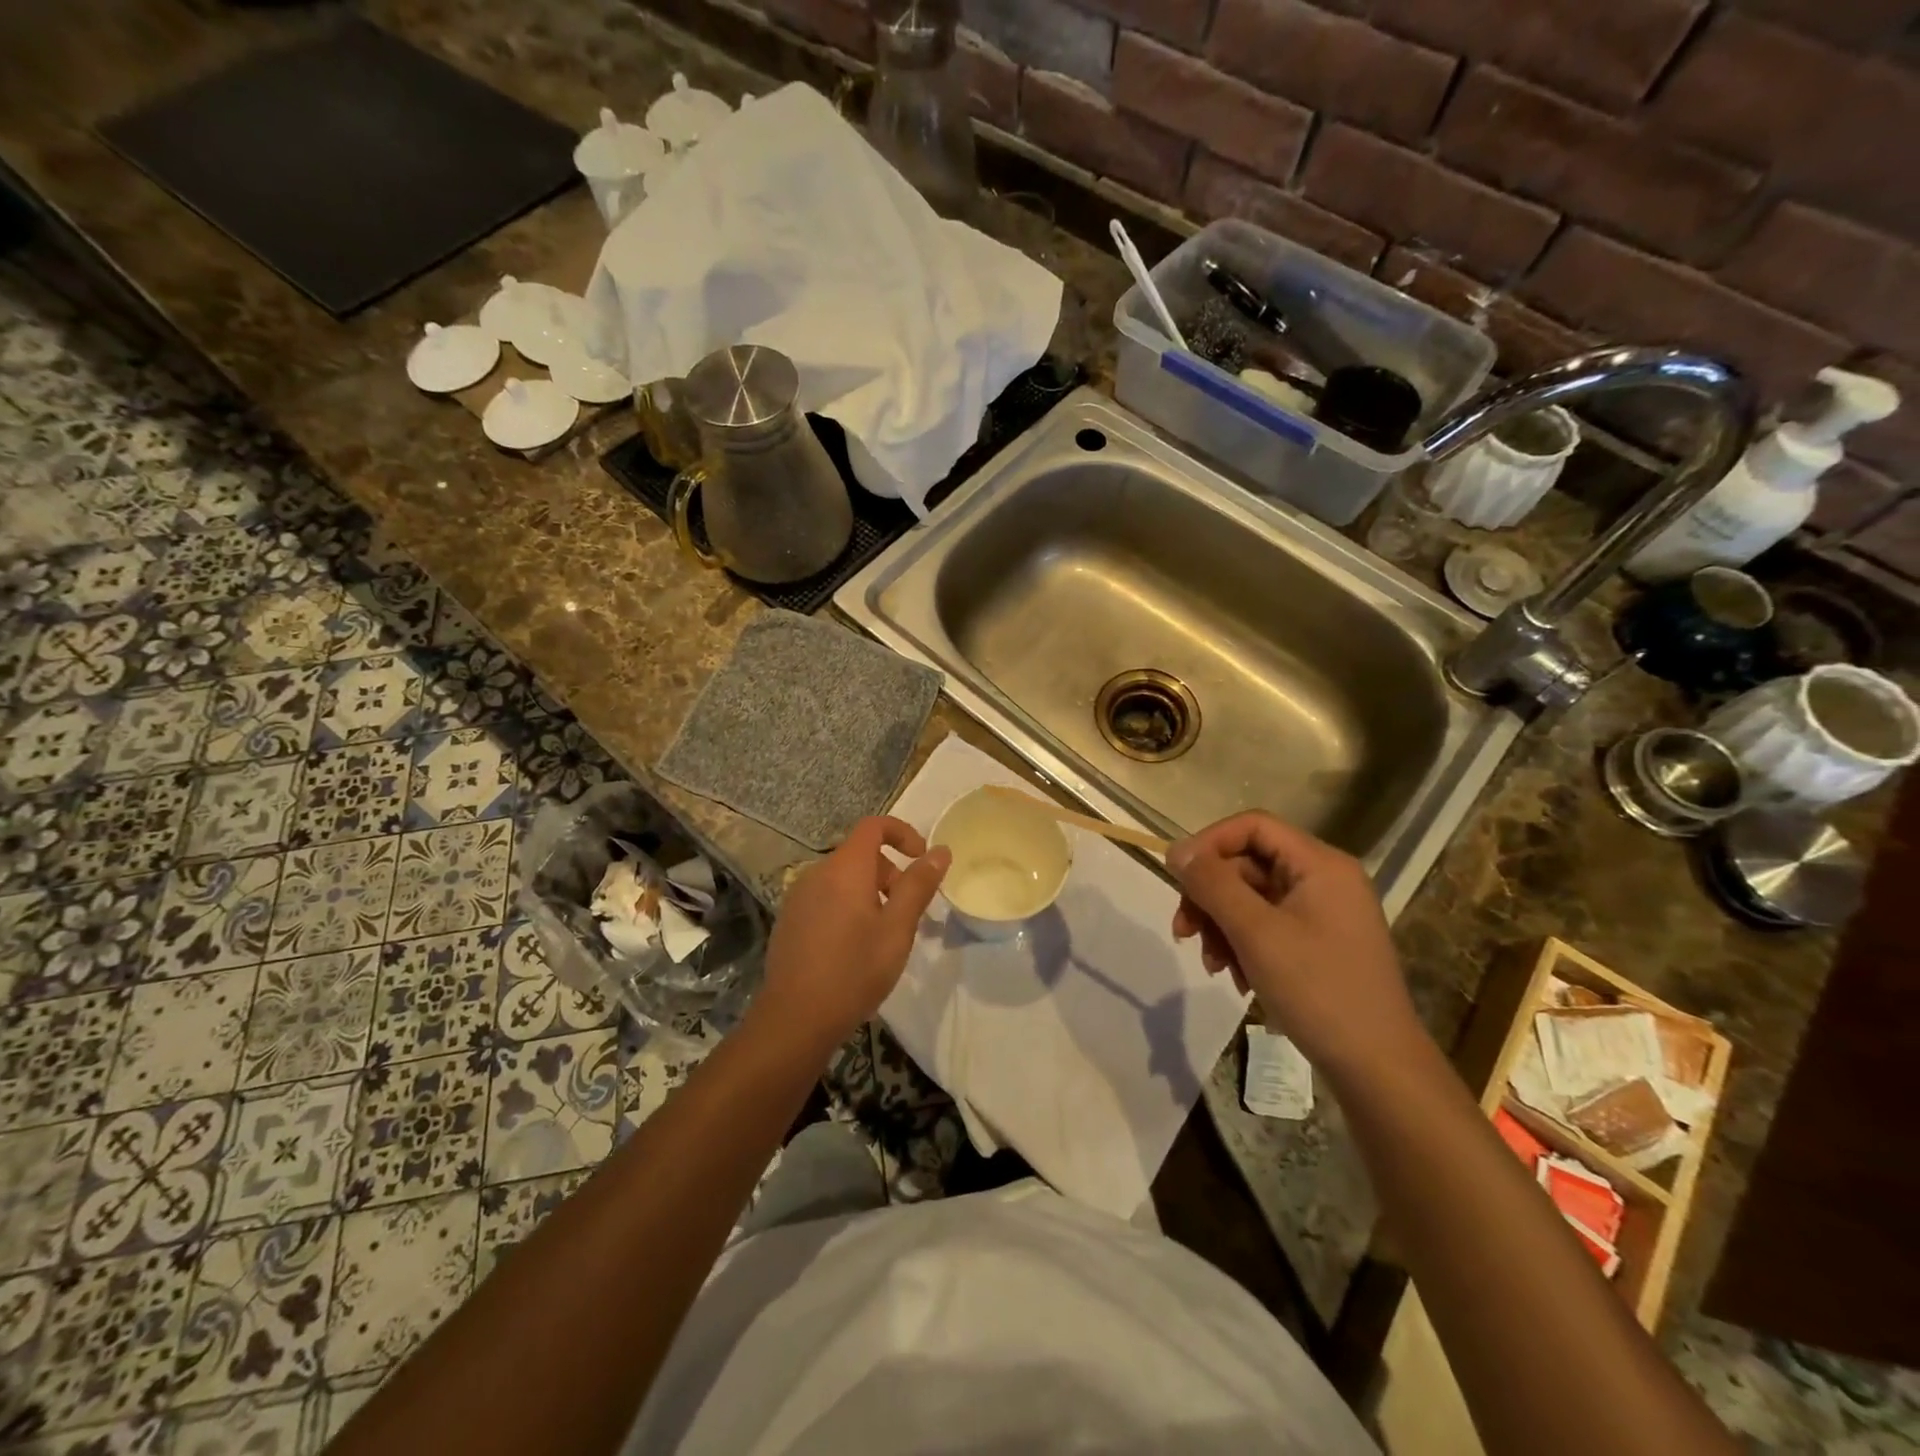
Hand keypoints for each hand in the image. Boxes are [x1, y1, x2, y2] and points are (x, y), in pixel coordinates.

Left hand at [757, 816, 949, 1049]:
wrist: (794, 1019)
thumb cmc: (854, 971)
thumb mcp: (897, 929)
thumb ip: (919, 885)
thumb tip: (940, 850)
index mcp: (844, 869)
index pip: (874, 826)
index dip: (903, 833)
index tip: (922, 859)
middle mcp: (817, 873)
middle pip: (860, 854)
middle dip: (890, 872)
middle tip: (907, 912)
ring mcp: (798, 897)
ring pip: (843, 878)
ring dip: (870, 892)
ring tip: (884, 934)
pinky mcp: (790, 920)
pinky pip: (826, 897)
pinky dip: (848, 906)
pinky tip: (854, 948)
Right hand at [1166, 812, 1424, 1078]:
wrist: (1378, 1068)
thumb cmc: (1318, 990)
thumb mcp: (1255, 933)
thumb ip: (1213, 884)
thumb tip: (1176, 850)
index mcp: (1319, 864)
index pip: (1252, 826)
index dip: (1208, 844)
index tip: (1176, 876)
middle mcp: (1324, 879)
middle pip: (1247, 865)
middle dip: (1210, 897)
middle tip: (1183, 932)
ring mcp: (1323, 913)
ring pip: (1252, 898)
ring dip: (1221, 926)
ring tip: (1212, 965)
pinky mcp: (1319, 943)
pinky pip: (1267, 926)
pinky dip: (1243, 946)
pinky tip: (1237, 979)